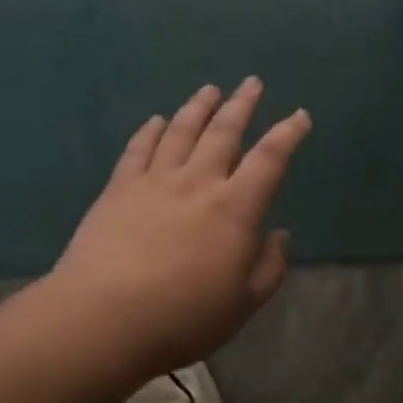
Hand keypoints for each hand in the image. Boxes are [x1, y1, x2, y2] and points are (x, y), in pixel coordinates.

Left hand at [50, 79, 311, 378]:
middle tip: (251, 83)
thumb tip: (278, 235)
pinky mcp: (118, 189)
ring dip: (199, 107)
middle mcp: (197, 182)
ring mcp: (154, 181)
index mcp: (234, 208)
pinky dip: (151, 130)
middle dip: (242, 105)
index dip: (288, 134)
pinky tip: (157, 120)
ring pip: (181, 131)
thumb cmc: (182, 318)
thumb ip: (269, 266)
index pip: (269, 159)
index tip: (299, 116)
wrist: (102, 319)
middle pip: (224, 132)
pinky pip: (138, 149)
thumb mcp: (243, 304)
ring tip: (210, 90)